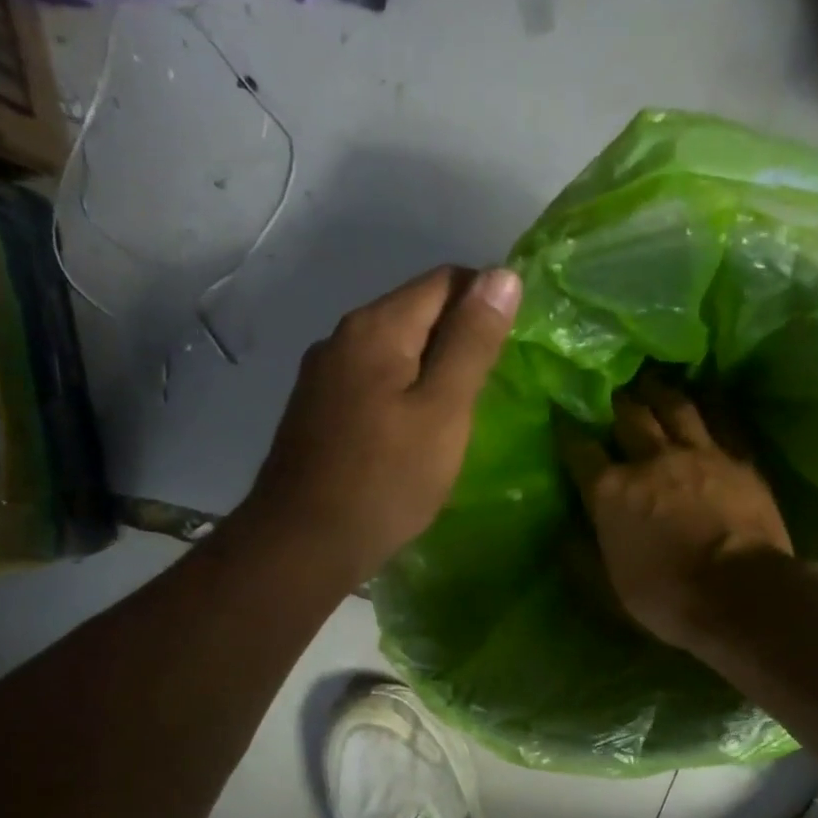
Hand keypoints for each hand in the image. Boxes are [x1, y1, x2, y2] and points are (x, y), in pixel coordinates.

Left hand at [242, 265, 520, 585]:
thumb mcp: (443, 412)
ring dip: (429, 368)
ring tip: (457, 414)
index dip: (486, 299)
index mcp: (376, 327)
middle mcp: (341, 337)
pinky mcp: (315, 411)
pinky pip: (370, 383)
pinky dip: (400, 393)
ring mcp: (322, 375)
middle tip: (490, 388)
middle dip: (458, 337)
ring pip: (391, 351)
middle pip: (414, 312)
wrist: (304, 543)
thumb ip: (472, 344)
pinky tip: (412, 433)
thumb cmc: (385, 480)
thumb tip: (503, 274)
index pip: (444, 280)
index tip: (512, 346)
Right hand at [556, 376, 791, 651]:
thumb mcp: (609, 590)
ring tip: (653, 382)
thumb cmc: (666, 597)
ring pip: (676, 406)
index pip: (580, 450)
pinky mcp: (738, 459)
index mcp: (610, 491)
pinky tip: (706, 401)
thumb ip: (583, 558)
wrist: (740, 593)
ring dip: (660, 392)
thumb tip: (565, 537)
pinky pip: (722, 421)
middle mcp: (650, 460)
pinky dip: (709, 407)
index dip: (568, 432)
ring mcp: (699, 453)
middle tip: (612, 390)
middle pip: (629, 416)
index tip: (563, 418)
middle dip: (616, 401)